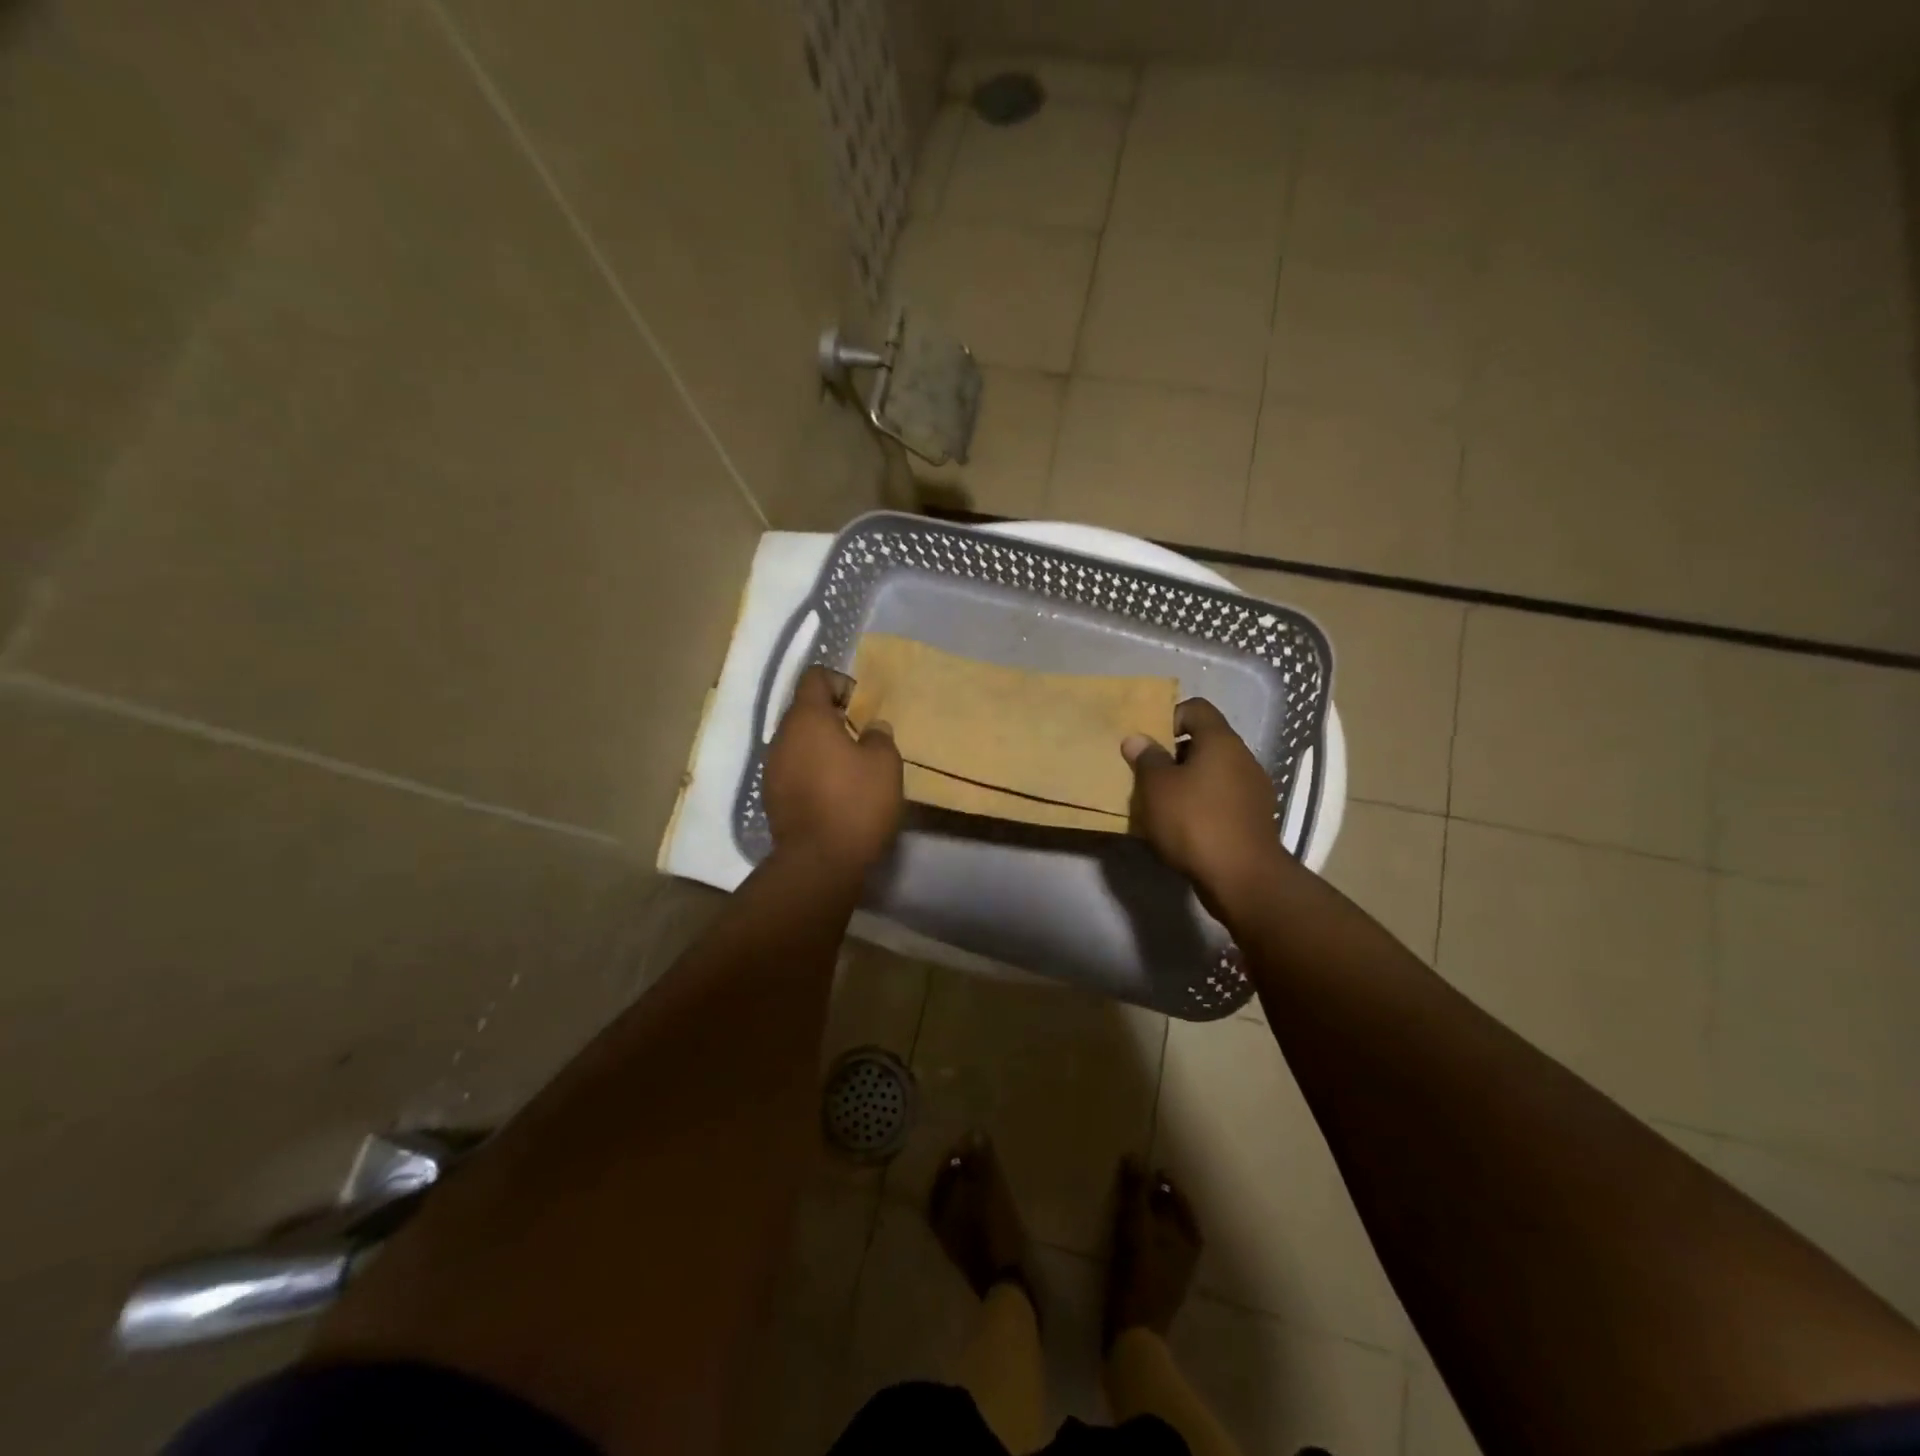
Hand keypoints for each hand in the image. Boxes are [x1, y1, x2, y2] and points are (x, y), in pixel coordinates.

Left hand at [765, 665, 902, 872]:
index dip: (841, 683)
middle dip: (833, 718)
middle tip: (863, 739)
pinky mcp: (772, 798)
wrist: (819, 863)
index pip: (815, 678)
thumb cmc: (856, 802)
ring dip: (822, 747)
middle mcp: (781, 737)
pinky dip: (813, 772)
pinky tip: (835, 794)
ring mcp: (772, 769)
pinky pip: (794, 770)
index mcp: (806, 718)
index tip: (862, 707)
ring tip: (851, 769)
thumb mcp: (885, 763)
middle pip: (805, 711)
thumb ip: (879, 736)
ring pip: (798, 743)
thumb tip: (871, 729)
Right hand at [1122, 699, 1283, 911]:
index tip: (1150, 743)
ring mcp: (1254, 789)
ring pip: (1214, 773)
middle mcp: (1243, 758)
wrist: (1242, 878)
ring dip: (1188, 782)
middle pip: (1205, 742)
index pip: (1196, 709)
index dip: (1170, 717)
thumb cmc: (1194, 822)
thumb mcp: (1157, 788)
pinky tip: (1184, 828)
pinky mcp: (1255, 818)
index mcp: (1221, 741)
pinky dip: (1203, 805)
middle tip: (1149, 776)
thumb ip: (1146, 759)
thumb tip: (1137, 739)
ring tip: (1163, 805)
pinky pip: (1223, 799)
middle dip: (1175, 755)